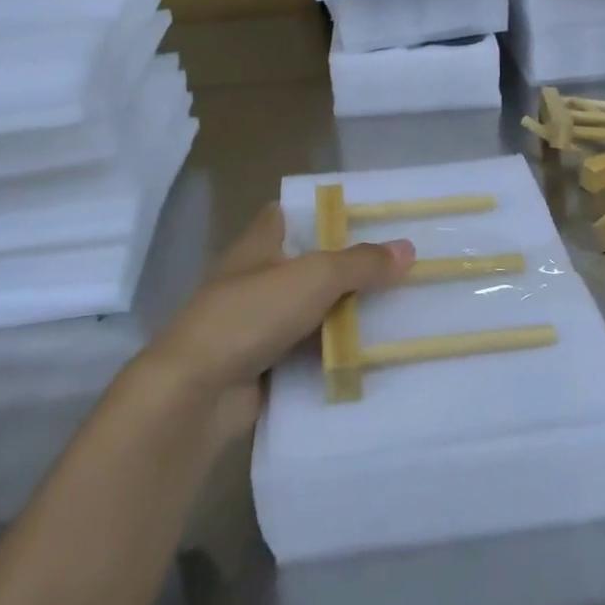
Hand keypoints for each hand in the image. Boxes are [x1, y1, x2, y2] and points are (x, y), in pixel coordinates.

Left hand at [140, 203, 414, 443]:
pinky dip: (331, 353)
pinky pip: (306, 352)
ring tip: (397, 311)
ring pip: (310, 311)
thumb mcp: (314, 277)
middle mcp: (255, 280)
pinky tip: (369, 355)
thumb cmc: (250, 316)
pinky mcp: (263, 365)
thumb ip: (360, 263)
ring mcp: (256, 325)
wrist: (197, 393)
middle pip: (306, 265)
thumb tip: (407, 249)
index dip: (319, 212)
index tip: (363, 217)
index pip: (285, 215)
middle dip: (346, 267)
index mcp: (257, 246)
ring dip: (343, 314)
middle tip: (396, 268)